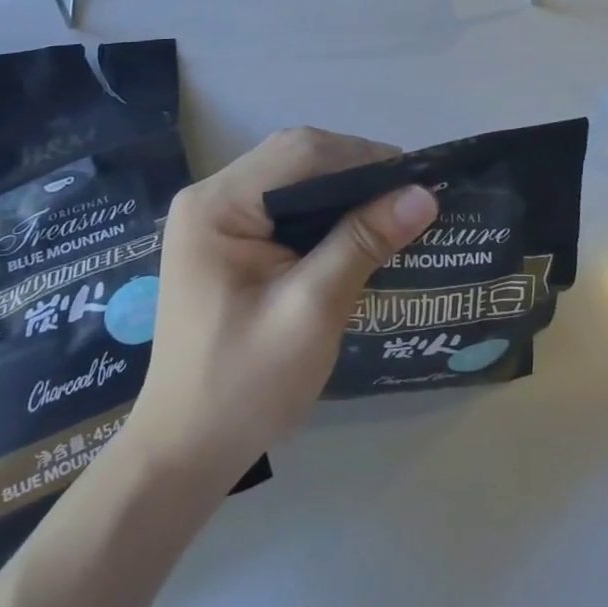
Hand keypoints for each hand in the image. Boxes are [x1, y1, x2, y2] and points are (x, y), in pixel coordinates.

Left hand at [126, 128, 438, 479]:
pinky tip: (353, 229)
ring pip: (292, 174)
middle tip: (405, 198)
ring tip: (389, 210)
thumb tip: (423, 195)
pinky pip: (283, 201)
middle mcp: (210, 196)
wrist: (184, 454)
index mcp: (217, 205)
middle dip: (354, 169)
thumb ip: (362, 243)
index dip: (362, 157)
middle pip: (296, 156)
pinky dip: (322, 207)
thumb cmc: (243, 387)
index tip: (414, 182)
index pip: (301, 152)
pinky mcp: (225, 238)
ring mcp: (214, 216)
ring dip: (341, 187)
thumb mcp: (311, 312)